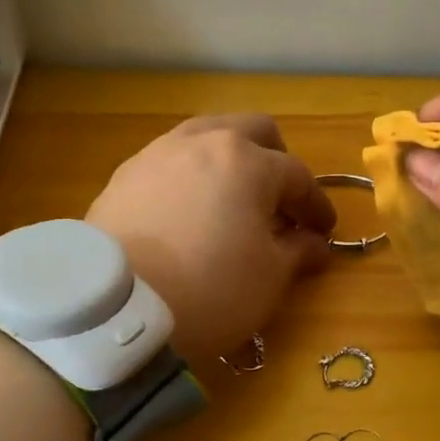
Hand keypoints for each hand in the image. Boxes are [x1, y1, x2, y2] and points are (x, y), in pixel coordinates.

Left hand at [87, 114, 336, 362]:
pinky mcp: (124, 176)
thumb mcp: (269, 277)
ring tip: (232, 199)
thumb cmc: (210, 288)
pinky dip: (191, 176)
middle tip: (280, 201)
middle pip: (253, 131)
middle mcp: (203, 142)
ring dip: (230, 160)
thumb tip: (314, 243)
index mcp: (248, 161)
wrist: (115, 308)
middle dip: (276, 161)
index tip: (324, 232)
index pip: (298, 176)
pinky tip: (188, 211)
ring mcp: (158, 154)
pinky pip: (170, 161)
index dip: (316, 205)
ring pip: (206, 136)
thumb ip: (298, 251)